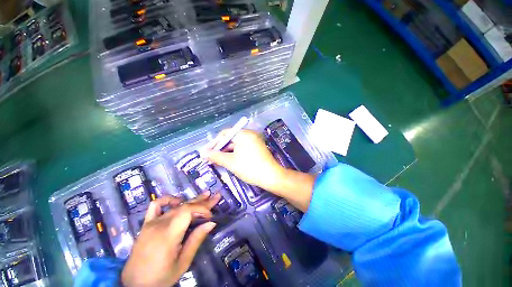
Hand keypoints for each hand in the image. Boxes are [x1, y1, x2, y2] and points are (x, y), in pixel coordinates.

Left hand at [121, 193, 220, 286]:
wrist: (134, 285)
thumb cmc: (160, 277)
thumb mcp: (182, 263)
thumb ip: (196, 240)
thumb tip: (211, 223)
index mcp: (168, 235)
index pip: (187, 211)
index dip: (202, 209)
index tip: (210, 217)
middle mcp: (160, 224)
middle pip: (185, 206)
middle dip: (203, 202)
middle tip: (216, 197)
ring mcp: (151, 223)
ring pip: (176, 205)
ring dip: (192, 200)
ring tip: (205, 195)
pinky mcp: (146, 224)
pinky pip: (155, 205)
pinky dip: (168, 200)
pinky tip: (178, 201)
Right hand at [204, 129, 285, 193]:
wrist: (271, 176)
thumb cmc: (249, 167)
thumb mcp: (230, 162)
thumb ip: (215, 156)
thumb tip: (202, 153)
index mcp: (243, 134)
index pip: (224, 134)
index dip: (214, 143)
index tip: (206, 152)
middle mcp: (249, 134)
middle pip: (230, 139)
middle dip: (220, 149)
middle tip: (211, 158)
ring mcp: (254, 140)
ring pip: (236, 144)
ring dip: (227, 152)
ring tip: (218, 161)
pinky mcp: (257, 147)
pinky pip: (243, 148)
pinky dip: (235, 153)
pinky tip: (229, 161)